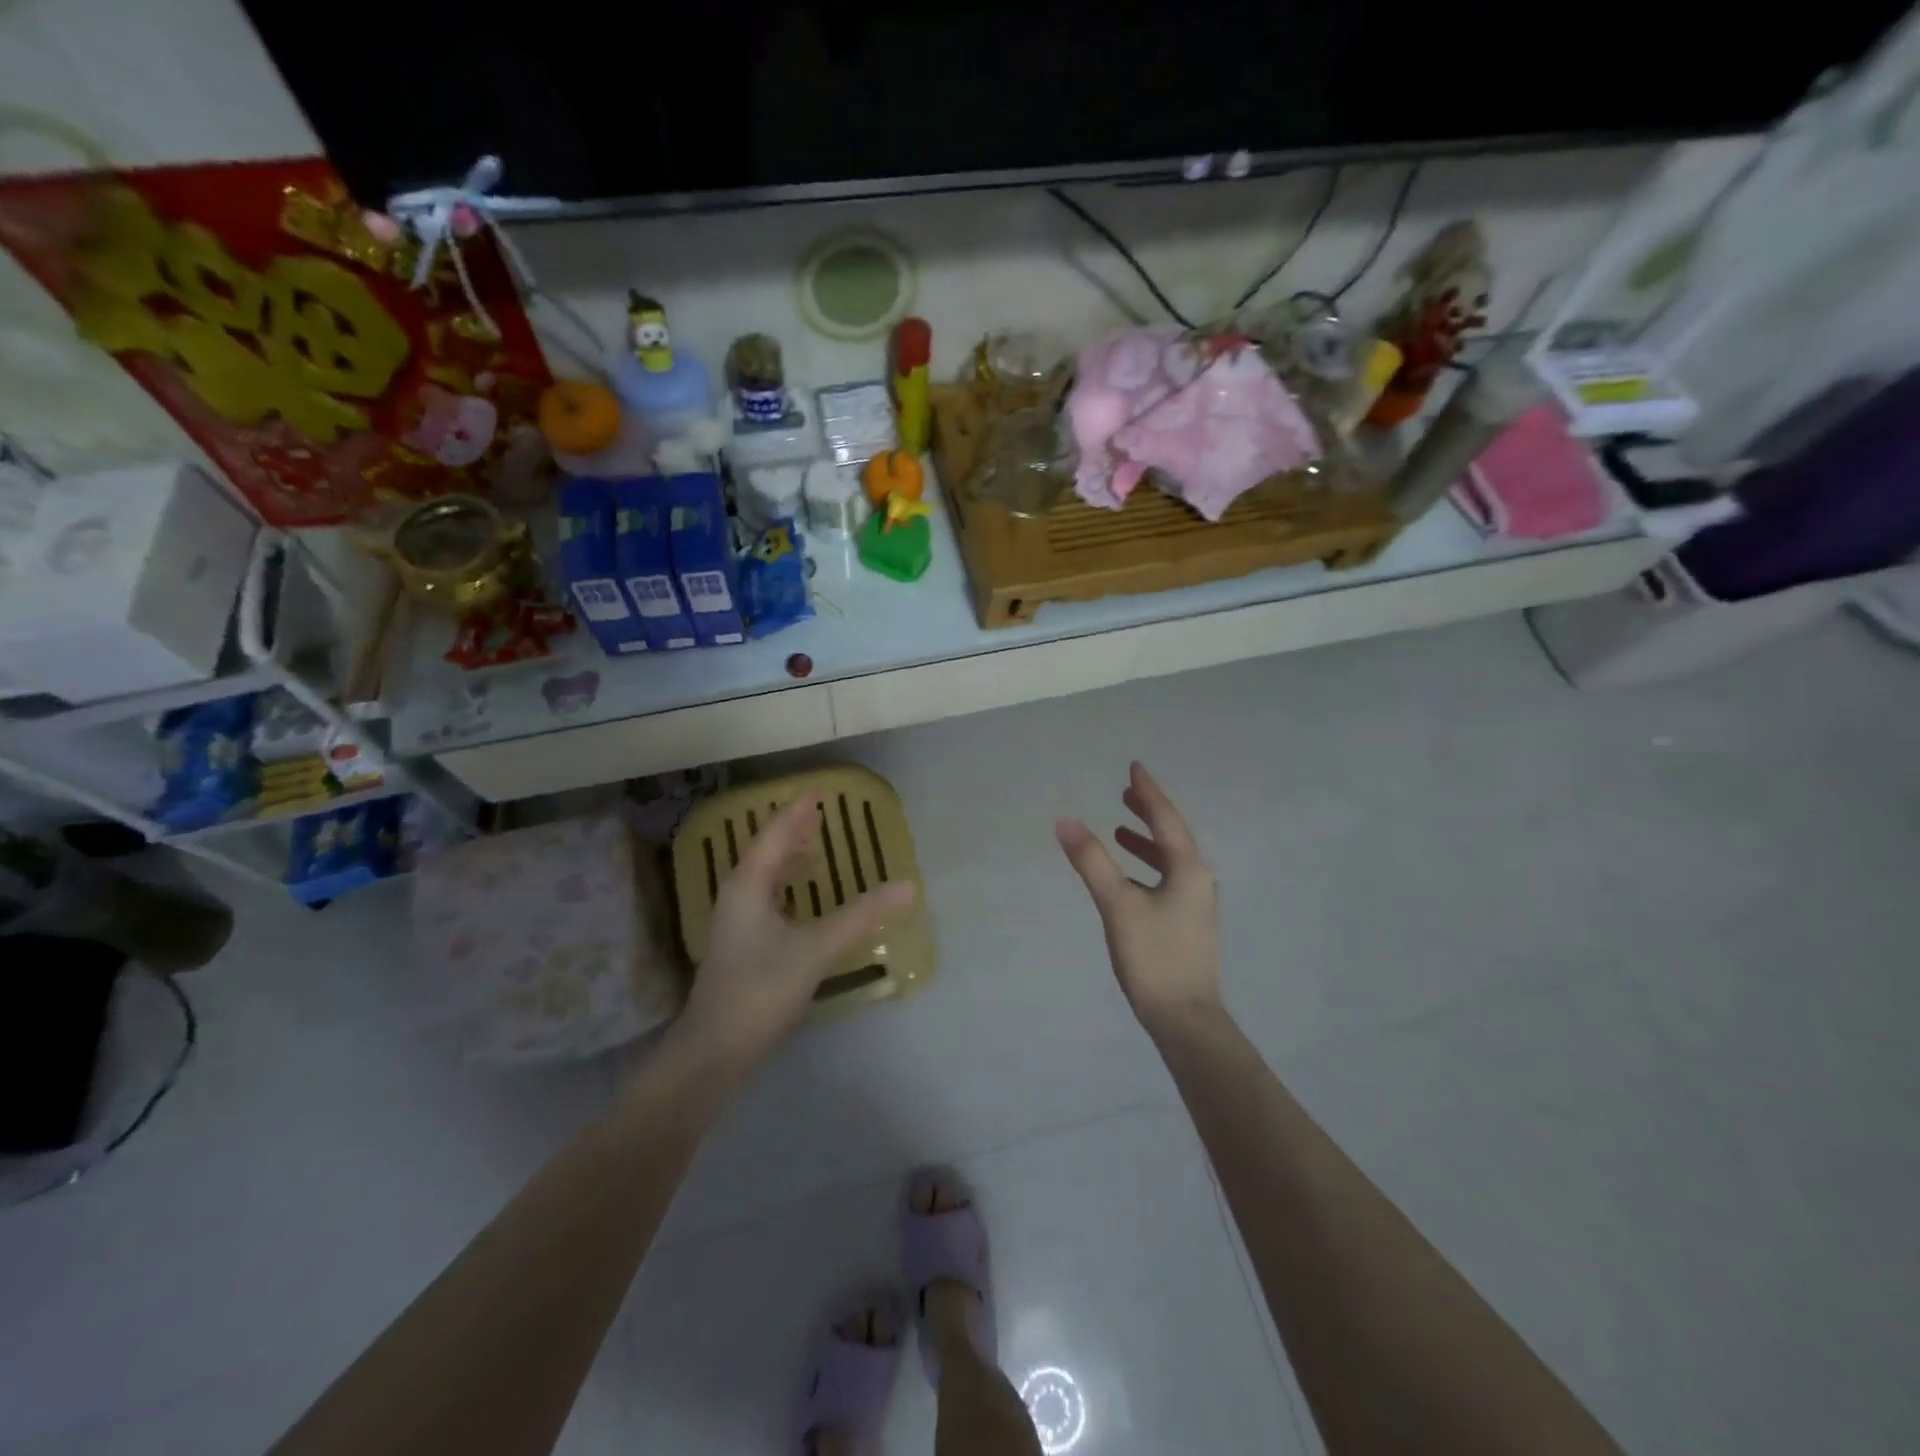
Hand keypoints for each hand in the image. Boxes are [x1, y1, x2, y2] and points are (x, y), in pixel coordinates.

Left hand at [677, 792, 915, 1067]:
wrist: (716, 1049)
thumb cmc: (761, 989)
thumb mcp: (816, 949)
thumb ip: (862, 916)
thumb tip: (908, 887)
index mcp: (749, 884)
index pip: (775, 833)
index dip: (798, 811)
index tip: (820, 790)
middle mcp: (739, 894)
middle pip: (767, 849)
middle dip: (792, 828)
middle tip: (821, 810)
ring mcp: (737, 920)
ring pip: (765, 874)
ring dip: (789, 855)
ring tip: (814, 842)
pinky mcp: (743, 944)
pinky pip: (768, 895)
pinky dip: (788, 882)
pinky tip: (802, 895)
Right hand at [1056, 762, 1223, 1035]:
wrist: (1185, 1019)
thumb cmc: (1154, 957)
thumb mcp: (1118, 905)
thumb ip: (1092, 862)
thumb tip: (1065, 821)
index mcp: (1188, 870)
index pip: (1166, 819)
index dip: (1148, 792)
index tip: (1134, 767)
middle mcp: (1197, 881)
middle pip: (1173, 835)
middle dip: (1149, 812)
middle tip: (1126, 792)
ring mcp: (1195, 904)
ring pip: (1170, 859)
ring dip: (1147, 840)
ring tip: (1121, 829)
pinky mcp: (1186, 924)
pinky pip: (1166, 878)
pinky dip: (1147, 866)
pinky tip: (1128, 878)